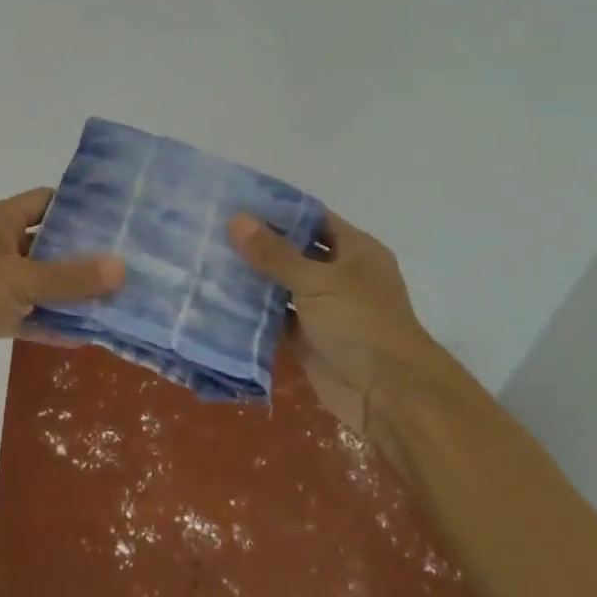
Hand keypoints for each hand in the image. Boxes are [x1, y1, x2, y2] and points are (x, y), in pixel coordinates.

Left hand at [0, 187, 124, 385]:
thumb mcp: (23, 279)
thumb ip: (71, 277)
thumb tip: (121, 267)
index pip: (46, 202)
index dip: (79, 208)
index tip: (117, 220)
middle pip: (46, 244)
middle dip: (81, 255)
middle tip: (125, 263)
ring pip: (38, 283)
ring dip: (68, 294)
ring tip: (114, 300)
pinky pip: (26, 314)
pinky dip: (49, 323)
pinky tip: (84, 336)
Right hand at [228, 209, 440, 436]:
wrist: (388, 394)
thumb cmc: (360, 323)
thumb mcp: (317, 281)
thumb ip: (275, 253)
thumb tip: (236, 219)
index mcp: (355, 250)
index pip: (313, 218)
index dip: (279, 209)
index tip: (237, 201)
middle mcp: (341, 275)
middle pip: (295, 251)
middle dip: (259, 244)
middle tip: (213, 230)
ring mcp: (325, 309)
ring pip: (282, 286)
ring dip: (253, 278)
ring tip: (209, 260)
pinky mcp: (309, 339)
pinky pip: (276, 319)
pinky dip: (253, 312)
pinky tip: (219, 299)